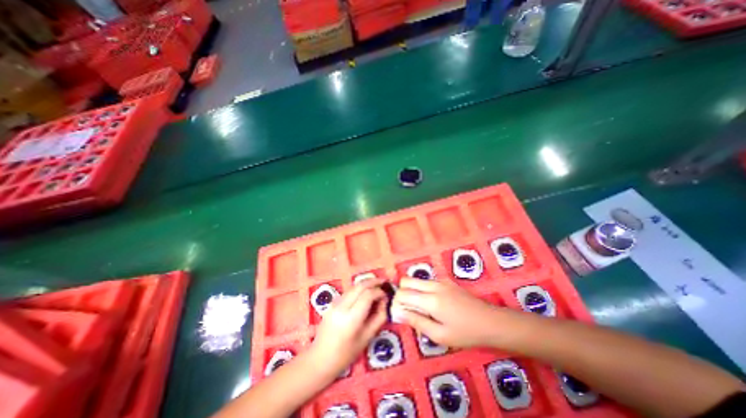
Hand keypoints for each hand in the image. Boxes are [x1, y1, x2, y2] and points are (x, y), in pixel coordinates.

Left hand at [311, 277, 391, 374]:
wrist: (320, 359)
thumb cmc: (346, 354)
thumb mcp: (367, 338)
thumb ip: (378, 318)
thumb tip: (384, 301)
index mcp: (351, 318)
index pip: (367, 295)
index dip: (379, 292)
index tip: (386, 295)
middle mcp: (342, 307)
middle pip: (360, 286)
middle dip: (373, 281)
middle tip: (383, 281)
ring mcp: (335, 303)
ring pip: (353, 287)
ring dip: (365, 284)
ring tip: (376, 285)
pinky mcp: (331, 303)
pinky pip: (348, 292)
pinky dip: (358, 289)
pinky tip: (364, 293)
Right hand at [390, 277, 506, 348]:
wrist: (491, 322)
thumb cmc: (465, 333)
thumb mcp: (439, 335)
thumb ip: (417, 321)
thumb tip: (398, 312)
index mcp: (430, 299)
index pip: (403, 293)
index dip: (397, 303)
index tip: (401, 314)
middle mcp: (433, 285)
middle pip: (407, 280)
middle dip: (402, 293)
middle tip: (409, 310)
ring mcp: (441, 281)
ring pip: (416, 280)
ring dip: (412, 291)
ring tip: (421, 309)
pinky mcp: (447, 282)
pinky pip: (427, 282)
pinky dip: (422, 290)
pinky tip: (433, 304)